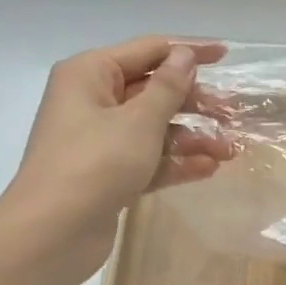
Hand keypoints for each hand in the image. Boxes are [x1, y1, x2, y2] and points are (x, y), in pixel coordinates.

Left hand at [0, 36, 234, 281]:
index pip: (148, 51)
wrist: (53, 233)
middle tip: (232, 115)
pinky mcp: (108, 173)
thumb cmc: (95, 163)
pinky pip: (148, 158)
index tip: (227, 55)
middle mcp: (92, 100)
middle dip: (195, 103)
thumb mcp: (139, 121)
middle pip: (153, 91)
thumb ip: (168, 87)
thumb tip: (183, 55)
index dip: (188, 51)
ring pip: (154, 128)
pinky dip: (175, 161)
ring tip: (229, 151)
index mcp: (91, 73)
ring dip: (192, 137)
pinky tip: (208, 169)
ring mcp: (99, 139)